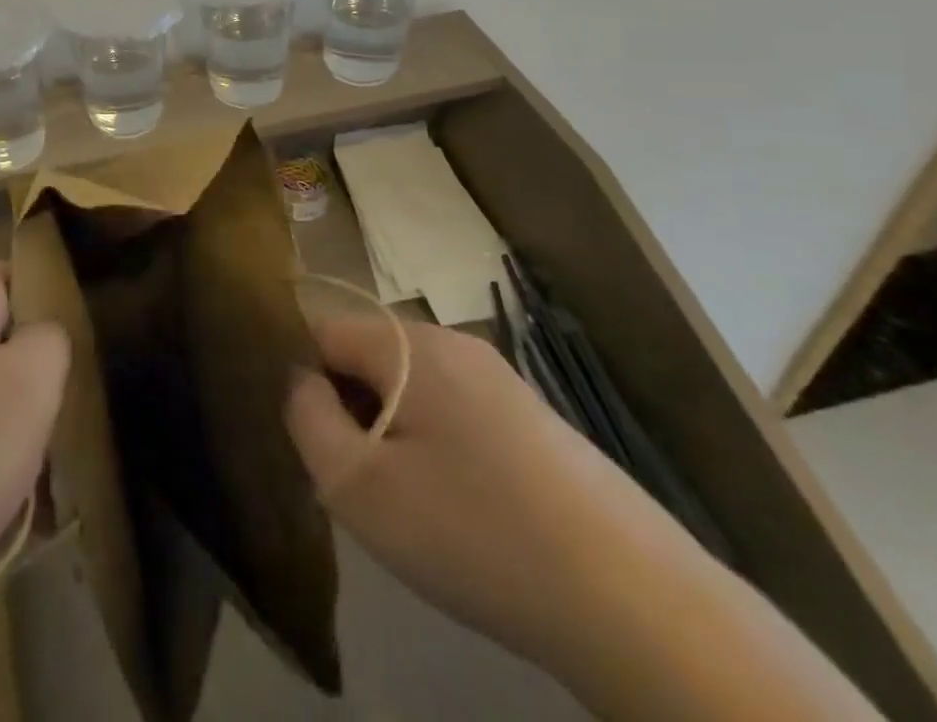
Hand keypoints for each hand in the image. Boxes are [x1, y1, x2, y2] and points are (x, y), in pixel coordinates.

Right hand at [285, 319, 884, 721]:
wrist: (637, 604)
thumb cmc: (476, 533)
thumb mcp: (362, 487)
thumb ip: (308, 421)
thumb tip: (299, 383)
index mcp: (411, 344)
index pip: (323, 332)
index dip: (303, 380)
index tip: (312, 443)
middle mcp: (455, 345)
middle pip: (369, 359)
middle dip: (349, 412)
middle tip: (359, 484)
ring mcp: (501, 381)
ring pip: (412, 392)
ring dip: (392, 435)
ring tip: (407, 506)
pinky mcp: (534, 422)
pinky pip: (455, 417)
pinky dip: (437, 451)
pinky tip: (459, 514)